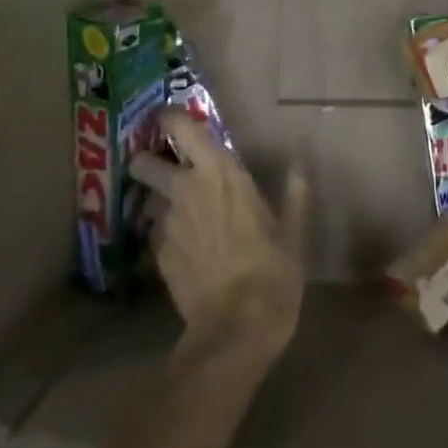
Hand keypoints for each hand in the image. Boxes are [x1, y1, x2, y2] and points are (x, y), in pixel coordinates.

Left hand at [131, 111, 309, 364]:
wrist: (235, 328)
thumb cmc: (272, 272)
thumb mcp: (293, 233)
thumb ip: (295, 193)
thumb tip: (301, 162)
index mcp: (220, 173)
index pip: (182, 127)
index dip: (171, 118)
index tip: (172, 119)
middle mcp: (185, 189)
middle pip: (146, 163)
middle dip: (150, 163)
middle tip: (168, 171)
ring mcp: (166, 223)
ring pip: (149, 200)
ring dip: (158, 202)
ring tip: (179, 216)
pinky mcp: (157, 255)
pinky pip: (155, 234)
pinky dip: (164, 235)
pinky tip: (184, 250)